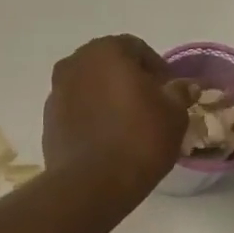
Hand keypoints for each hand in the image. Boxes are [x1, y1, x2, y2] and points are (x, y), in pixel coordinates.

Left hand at [42, 36, 188, 202]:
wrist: (91, 184)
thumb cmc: (138, 140)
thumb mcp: (173, 115)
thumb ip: (178, 93)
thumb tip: (184, 85)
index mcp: (105, 51)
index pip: (136, 48)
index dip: (156, 68)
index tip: (169, 91)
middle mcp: (74, 63)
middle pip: (108, 64)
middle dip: (129, 79)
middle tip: (149, 104)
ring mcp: (56, 91)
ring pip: (89, 86)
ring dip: (107, 97)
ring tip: (127, 123)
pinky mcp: (48, 119)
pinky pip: (76, 109)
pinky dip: (90, 115)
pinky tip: (106, 137)